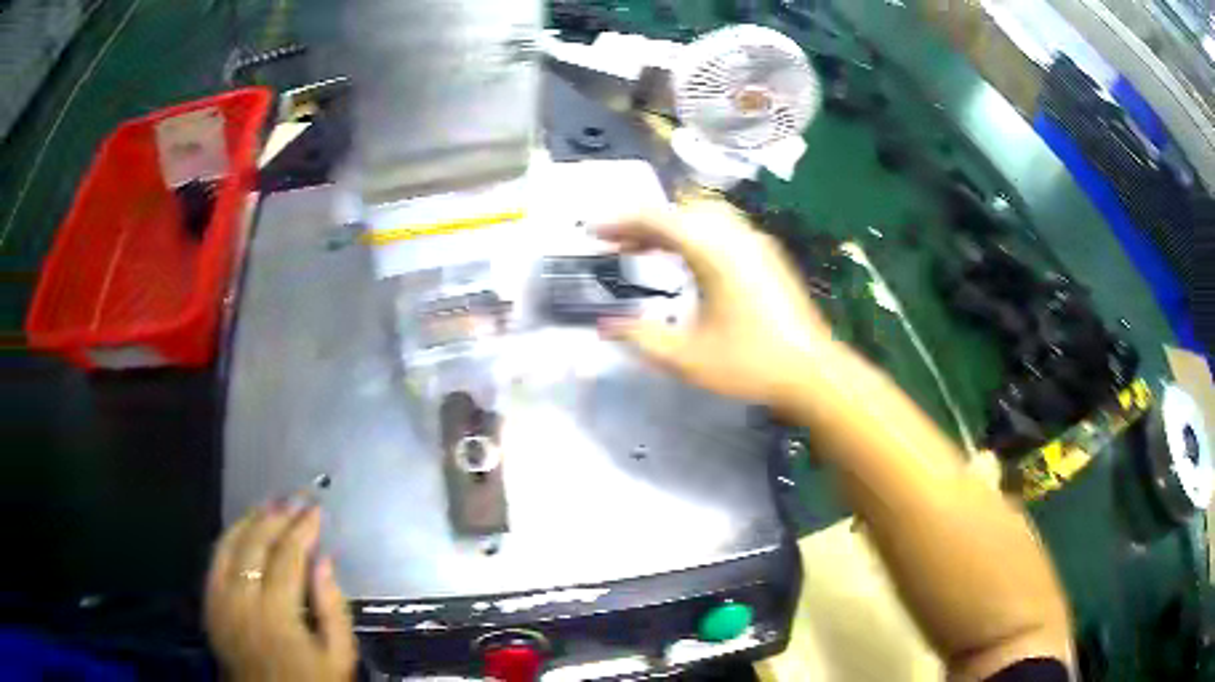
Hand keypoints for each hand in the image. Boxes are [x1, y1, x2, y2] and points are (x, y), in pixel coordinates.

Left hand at [205, 501, 356, 681]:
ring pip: (230, 545)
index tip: (316, 509)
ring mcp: (220, 598)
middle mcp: (242, 599)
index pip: (287, 557)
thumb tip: (325, 561)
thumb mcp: (338, 657)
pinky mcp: (208, 601)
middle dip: (277, 517)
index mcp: (277, 614)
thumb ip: (334, 609)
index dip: (302, 529)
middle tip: (295, 498)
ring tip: (271, 504)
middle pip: (255, 544)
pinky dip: (229, 538)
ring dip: (251, 520)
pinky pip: (215, 559)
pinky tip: (242, 528)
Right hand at [597, 200, 833, 407]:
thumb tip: (604, 326)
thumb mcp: (687, 358)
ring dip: (669, 227)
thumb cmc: (750, 364)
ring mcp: (755, 243)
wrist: (812, 371)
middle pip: (680, 212)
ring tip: (643, 250)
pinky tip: (685, 262)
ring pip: (703, 217)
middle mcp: (735, 236)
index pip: (658, 220)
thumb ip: (641, 337)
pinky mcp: (768, 255)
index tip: (593, 231)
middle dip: (642, 223)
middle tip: (614, 245)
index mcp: (714, 252)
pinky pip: (722, 229)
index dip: (621, 222)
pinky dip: (694, 235)